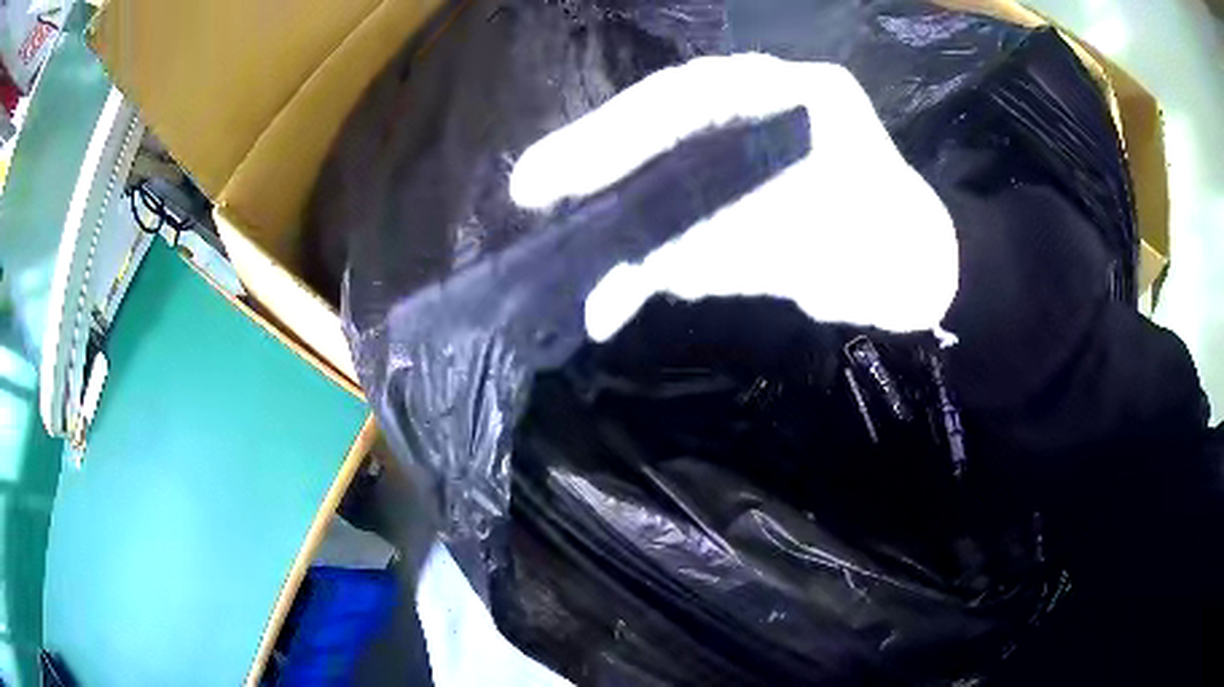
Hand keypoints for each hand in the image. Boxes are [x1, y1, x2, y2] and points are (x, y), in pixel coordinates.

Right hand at [509, 53, 958, 342]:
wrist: (918, 275)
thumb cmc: (883, 256)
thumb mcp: (798, 249)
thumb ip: (705, 253)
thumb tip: (615, 282)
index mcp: (792, 94)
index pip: (681, 102)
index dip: (606, 140)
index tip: (545, 179)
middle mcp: (768, 98)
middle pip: (664, 118)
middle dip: (598, 159)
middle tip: (532, 191)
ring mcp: (758, 132)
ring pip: (673, 150)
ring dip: (620, 191)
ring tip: (561, 215)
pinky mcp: (754, 170)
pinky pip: (691, 184)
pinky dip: (656, 223)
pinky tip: (623, 254)